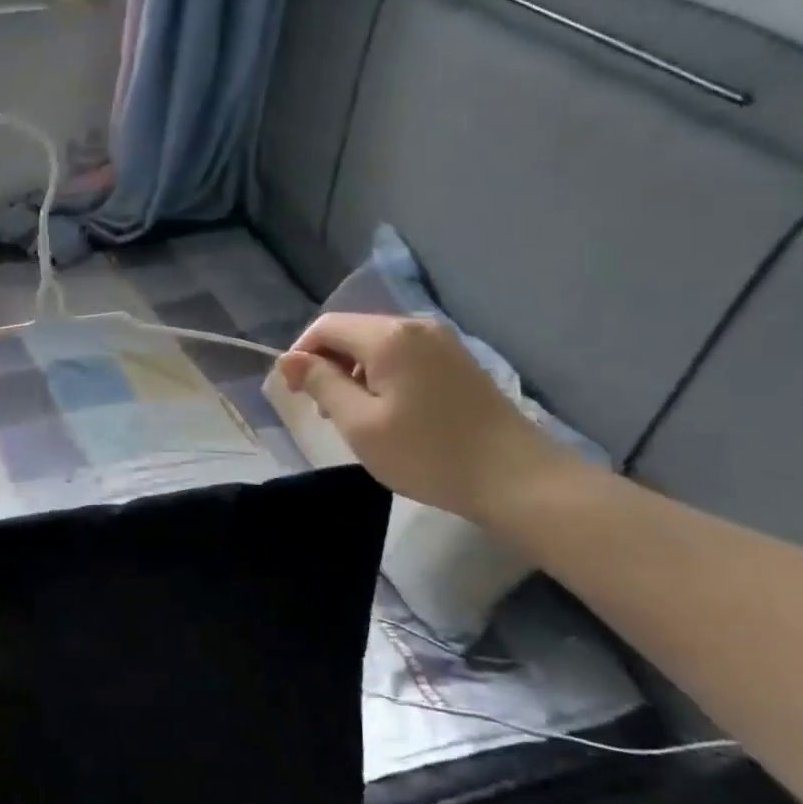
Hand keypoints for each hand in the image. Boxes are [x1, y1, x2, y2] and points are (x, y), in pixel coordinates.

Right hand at [276, 313, 573, 521]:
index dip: (300, 355)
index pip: (326, 327)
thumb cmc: (426, 453)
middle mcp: (416, 326)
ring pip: (377, 346)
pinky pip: (403, 357)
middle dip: (328, 366)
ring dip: (355, 374)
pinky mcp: (457, 361)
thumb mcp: (359, 423)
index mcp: (389, 336)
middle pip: (353, 333)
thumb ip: (321, 384)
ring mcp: (442, 342)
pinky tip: (390, 413)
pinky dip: (383, 378)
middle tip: (327, 414)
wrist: (513, 477)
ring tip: (357, 418)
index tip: (294, 395)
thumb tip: (289, 359)